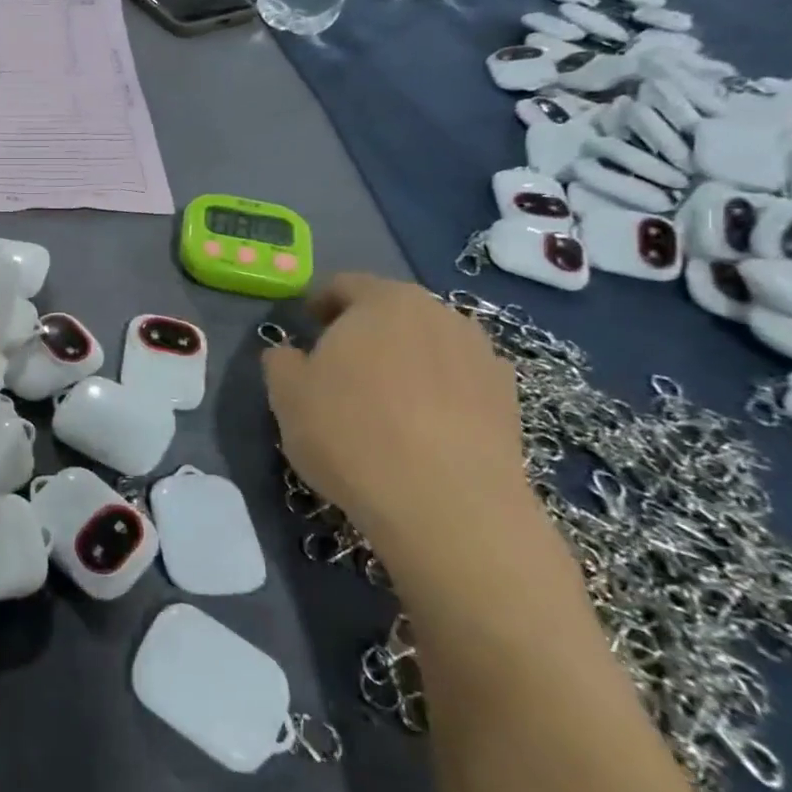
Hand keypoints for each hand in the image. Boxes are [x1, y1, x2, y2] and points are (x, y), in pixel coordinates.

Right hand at [262, 274, 543, 600]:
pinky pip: (461, 383)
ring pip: (431, 346)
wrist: (448, 506)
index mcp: (383, 300)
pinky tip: (424, 430)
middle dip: (366, 332)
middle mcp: (439, 313)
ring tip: (386, 401)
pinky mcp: (510, 400)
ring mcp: (482, 355)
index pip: (345, 285)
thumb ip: (281, 361)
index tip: (308, 328)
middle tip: (341, 366)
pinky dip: (440, 394)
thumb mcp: (287, 395)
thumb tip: (290, 354)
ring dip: (407, 361)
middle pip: (393, 311)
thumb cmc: (351, 433)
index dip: (321, 304)